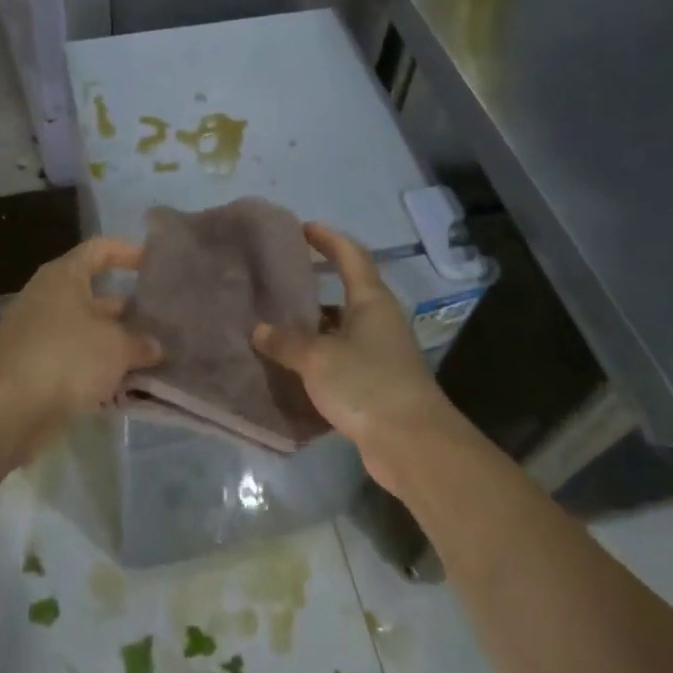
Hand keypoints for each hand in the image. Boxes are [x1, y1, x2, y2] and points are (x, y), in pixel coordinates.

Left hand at [0, 237, 161, 425]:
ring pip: (87, 333)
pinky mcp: (35, 370)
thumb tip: (154, 346)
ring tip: (154, 358)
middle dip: (129, 311)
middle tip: (163, 323)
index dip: (127, 253)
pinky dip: (98, 372)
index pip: (99, 250)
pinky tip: (127, 388)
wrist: (8, 410)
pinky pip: (75, 362)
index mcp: (64, 277)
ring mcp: (38, 336)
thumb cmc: (66, 357)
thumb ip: (140, 342)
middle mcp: (48, 299)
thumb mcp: (116, 347)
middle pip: (95, 296)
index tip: (153, 265)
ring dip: (116, 346)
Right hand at [253, 222, 454, 496]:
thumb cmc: (366, 384)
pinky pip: (341, 361)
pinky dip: (317, 360)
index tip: (303, 228)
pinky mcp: (376, 386)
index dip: (328, 239)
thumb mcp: (318, 357)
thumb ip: (286, 342)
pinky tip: (290, 367)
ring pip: (340, 330)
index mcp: (371, 301)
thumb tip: (259, 329)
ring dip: (312, 327)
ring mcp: (380, 355)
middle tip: (278, 280)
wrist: (412, 444)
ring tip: (274, 324)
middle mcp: (379, 321)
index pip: (350, 256)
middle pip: (346, 292)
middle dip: (314, 285)